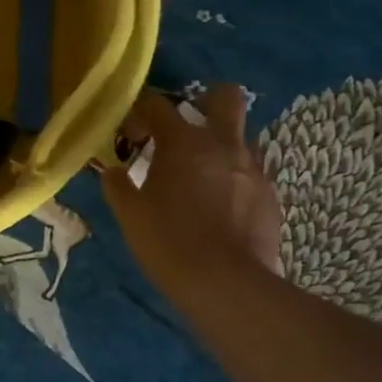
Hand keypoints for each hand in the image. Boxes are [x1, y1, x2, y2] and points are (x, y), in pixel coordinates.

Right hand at [100, 84, 283, 293]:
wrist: (226, 284)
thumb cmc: (169, 242)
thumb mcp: (130, 215)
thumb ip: (118, 186)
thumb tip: (111, 170)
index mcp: (183, 142)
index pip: (159, 104)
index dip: (141, 110)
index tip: (132, 129)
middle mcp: (223, 144)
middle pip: (225, 96)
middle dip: (206, 100)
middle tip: (188, 125)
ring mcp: (252, 169)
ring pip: (243, 136)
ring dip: (223, 144)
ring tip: (204, 173)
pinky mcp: (271, 196)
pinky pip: (252, 173)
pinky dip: (235, 179)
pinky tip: (222, 207)